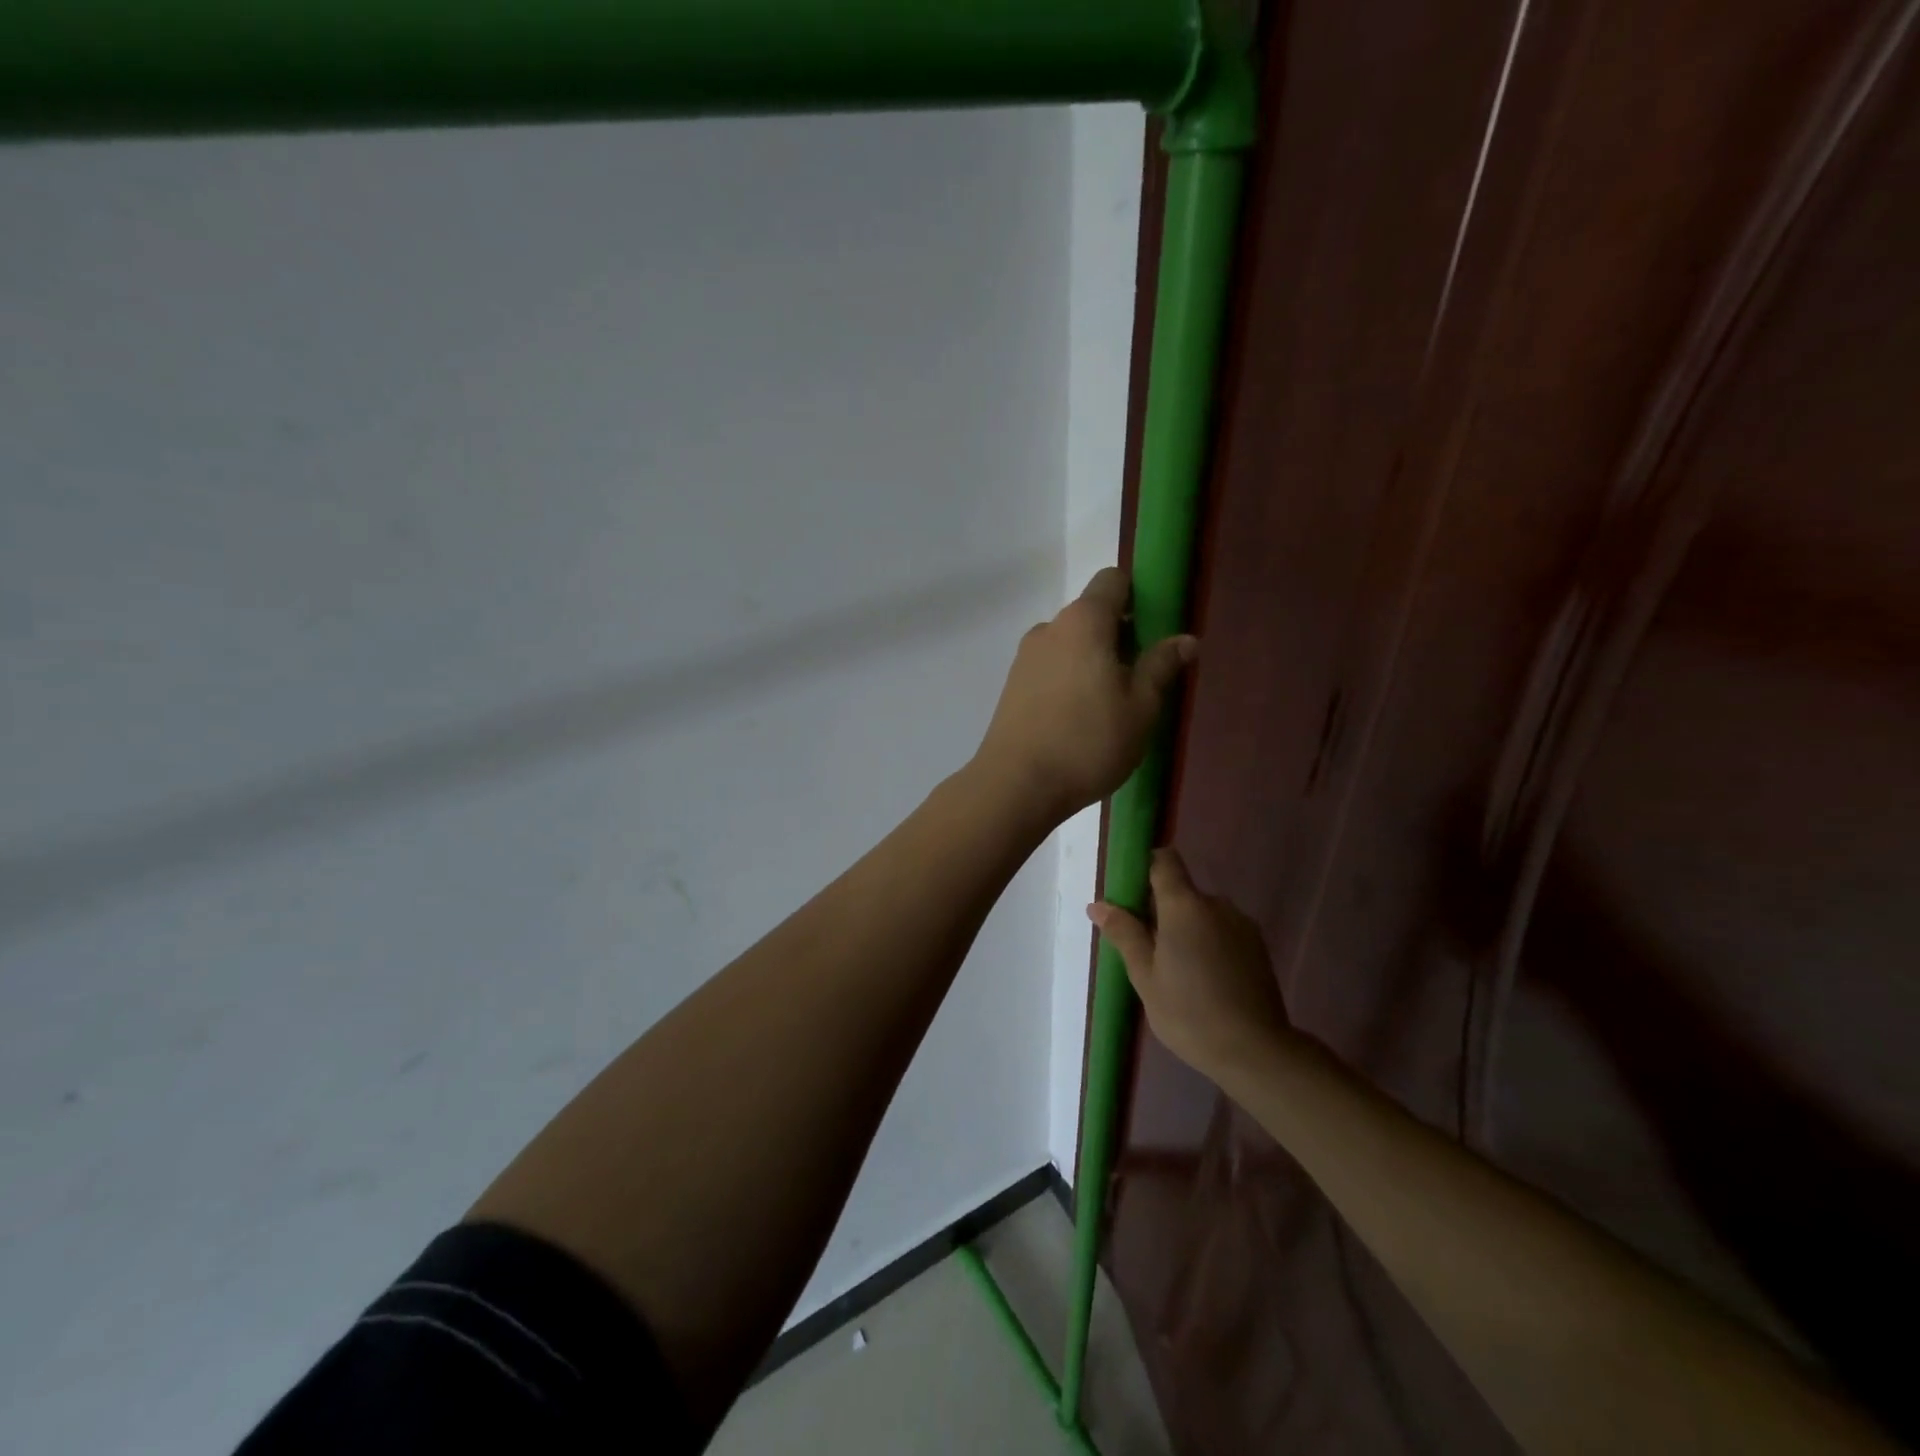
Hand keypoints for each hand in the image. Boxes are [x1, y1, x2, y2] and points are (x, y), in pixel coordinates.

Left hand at [973, 568, 1196, 821]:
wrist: (1015, 785)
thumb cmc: (1088, 742)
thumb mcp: (1140, 708)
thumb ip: (1162, 666)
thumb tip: (1185, 639)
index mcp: (1084, 621)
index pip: (1113, 580)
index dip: (1138, 595)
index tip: (1155, 629)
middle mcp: (1050, 628)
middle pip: (1092, 614)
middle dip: (1119, 634)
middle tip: (1141, 677)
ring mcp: (1026, 656)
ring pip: (1070, 643)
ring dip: (1094, 660)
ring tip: (1111, 705)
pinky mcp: (1013, 684)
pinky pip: (1051, 666)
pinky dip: (1070, 678)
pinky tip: (1080, 718)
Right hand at [1089, 848, 1292, 1080]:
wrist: (1255, 1051)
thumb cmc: (1188, 1012)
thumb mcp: (1144, 975)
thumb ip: (1124, 933)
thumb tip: (1099, 904)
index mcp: (1184, 905)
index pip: (1163, 860)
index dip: (1144, 868)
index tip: (1130, 896)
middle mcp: (1216, 904)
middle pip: (1181, 892)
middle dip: (1160, 911)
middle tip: (1146, 951)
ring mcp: (1241, 925)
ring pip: (1202, 914)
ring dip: (1185, 930)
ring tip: (1176, 972)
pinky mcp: (1258, 947)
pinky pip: (1222, 931)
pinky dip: (1208, 944)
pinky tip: (1203, 981)